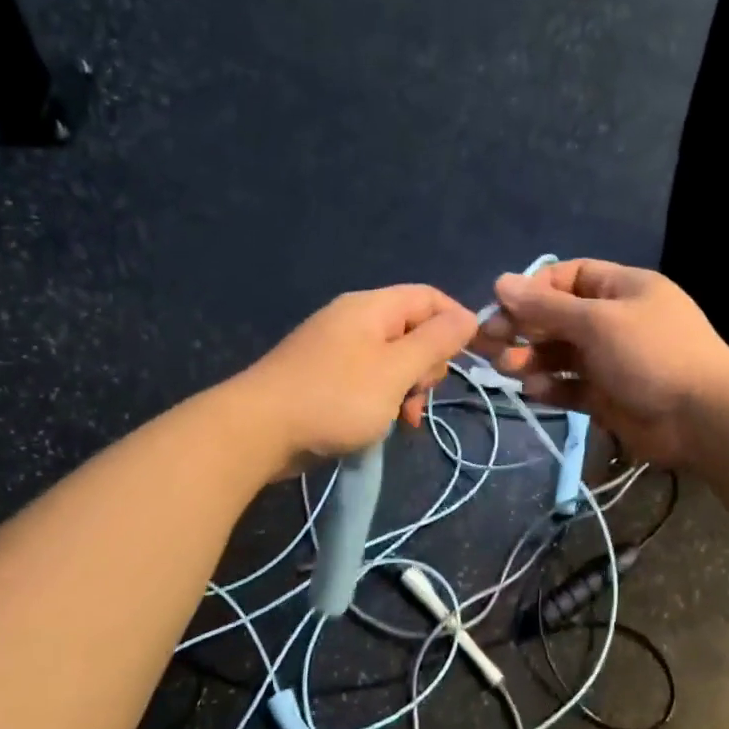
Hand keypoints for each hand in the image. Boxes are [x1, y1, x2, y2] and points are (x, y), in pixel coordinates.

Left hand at [236, 285, 477, 474]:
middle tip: (421, 394)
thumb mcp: (396, 371)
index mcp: (371, 308)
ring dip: (408, 387)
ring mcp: (336, 349)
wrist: (257, 431)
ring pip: (392, 359)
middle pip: (412, 329)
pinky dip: (384, 398)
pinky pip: (368, 379)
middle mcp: (354, 320)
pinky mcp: (324, 377)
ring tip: (405, 419)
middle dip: (428, 363)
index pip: (429, 297)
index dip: (456, 322)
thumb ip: (435, 343)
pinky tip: (384, 425)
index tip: (471, 357)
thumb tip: (470, 316)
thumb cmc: (336, 398)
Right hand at [475, 259, 728, 464]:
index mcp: (621, 289)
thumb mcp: (597, 322)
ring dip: (531, 358)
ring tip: (507, 368)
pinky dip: (551, 387)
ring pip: (560, 354)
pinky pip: (570, 386)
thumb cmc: (652, 354)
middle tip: (488, 341)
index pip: (567, 278)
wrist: (704, 419)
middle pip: (557, 317)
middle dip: (523, 327)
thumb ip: (546, 307)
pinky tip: (534, 390)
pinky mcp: (607, 396)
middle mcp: (614, 321)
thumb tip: (500, 281)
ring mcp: (611, 360)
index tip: (501, 305)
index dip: (533, 290)